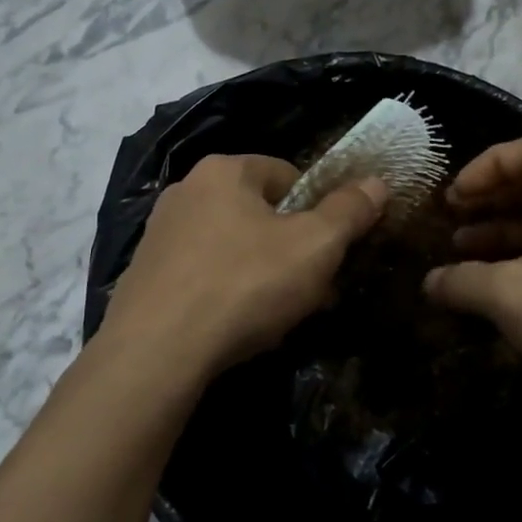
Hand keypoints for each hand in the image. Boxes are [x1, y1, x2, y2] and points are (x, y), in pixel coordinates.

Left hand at [99, 154, 388, 381]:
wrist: (156, 351)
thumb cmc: (244, 285)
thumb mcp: (315, 247)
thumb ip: (349, 211)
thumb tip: (377, 183)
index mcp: (224, 170)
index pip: (289, 175)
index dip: (319, 211)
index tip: (331, 252)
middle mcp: (185, 191)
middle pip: (259, 213)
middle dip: (290, 248)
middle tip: (311, 289)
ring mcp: (159, 234)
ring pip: (231, 247)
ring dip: (260, 274)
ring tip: (277, 315)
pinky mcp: (144, 276)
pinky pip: (202, 275)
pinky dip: (225, 293)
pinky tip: (236, 327)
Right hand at [424, 135, 521, 427]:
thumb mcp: (511, 295)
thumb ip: (462, 282)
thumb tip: (429, 282)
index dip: (486, 165)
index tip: (456, 196)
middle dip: (487, 201)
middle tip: (450, 223)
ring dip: (499, 234)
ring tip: (461, 257)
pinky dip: (520, 263)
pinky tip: (494, 291)